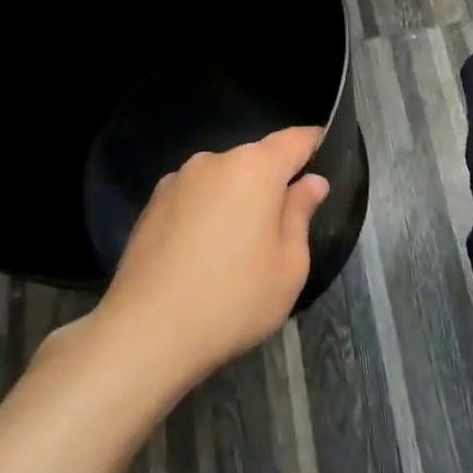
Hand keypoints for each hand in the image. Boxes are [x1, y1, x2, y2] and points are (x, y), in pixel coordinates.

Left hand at [95, 127, 328, 387]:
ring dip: (236, 199)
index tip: (327, 155)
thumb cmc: (233, 298)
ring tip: (238, 246)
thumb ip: (301, 214)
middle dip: (272, 182)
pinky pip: (193, 198)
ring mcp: (176, 180)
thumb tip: (311, 182)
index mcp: (254, 167)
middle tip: (282, 225)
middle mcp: (213, 161)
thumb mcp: (289, 265)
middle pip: (256, 160)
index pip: (295, 139)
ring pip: (222, 179)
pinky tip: (202, 255)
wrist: (145, 332)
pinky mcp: (150, 205)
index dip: (315, 143)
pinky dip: (206, 214)